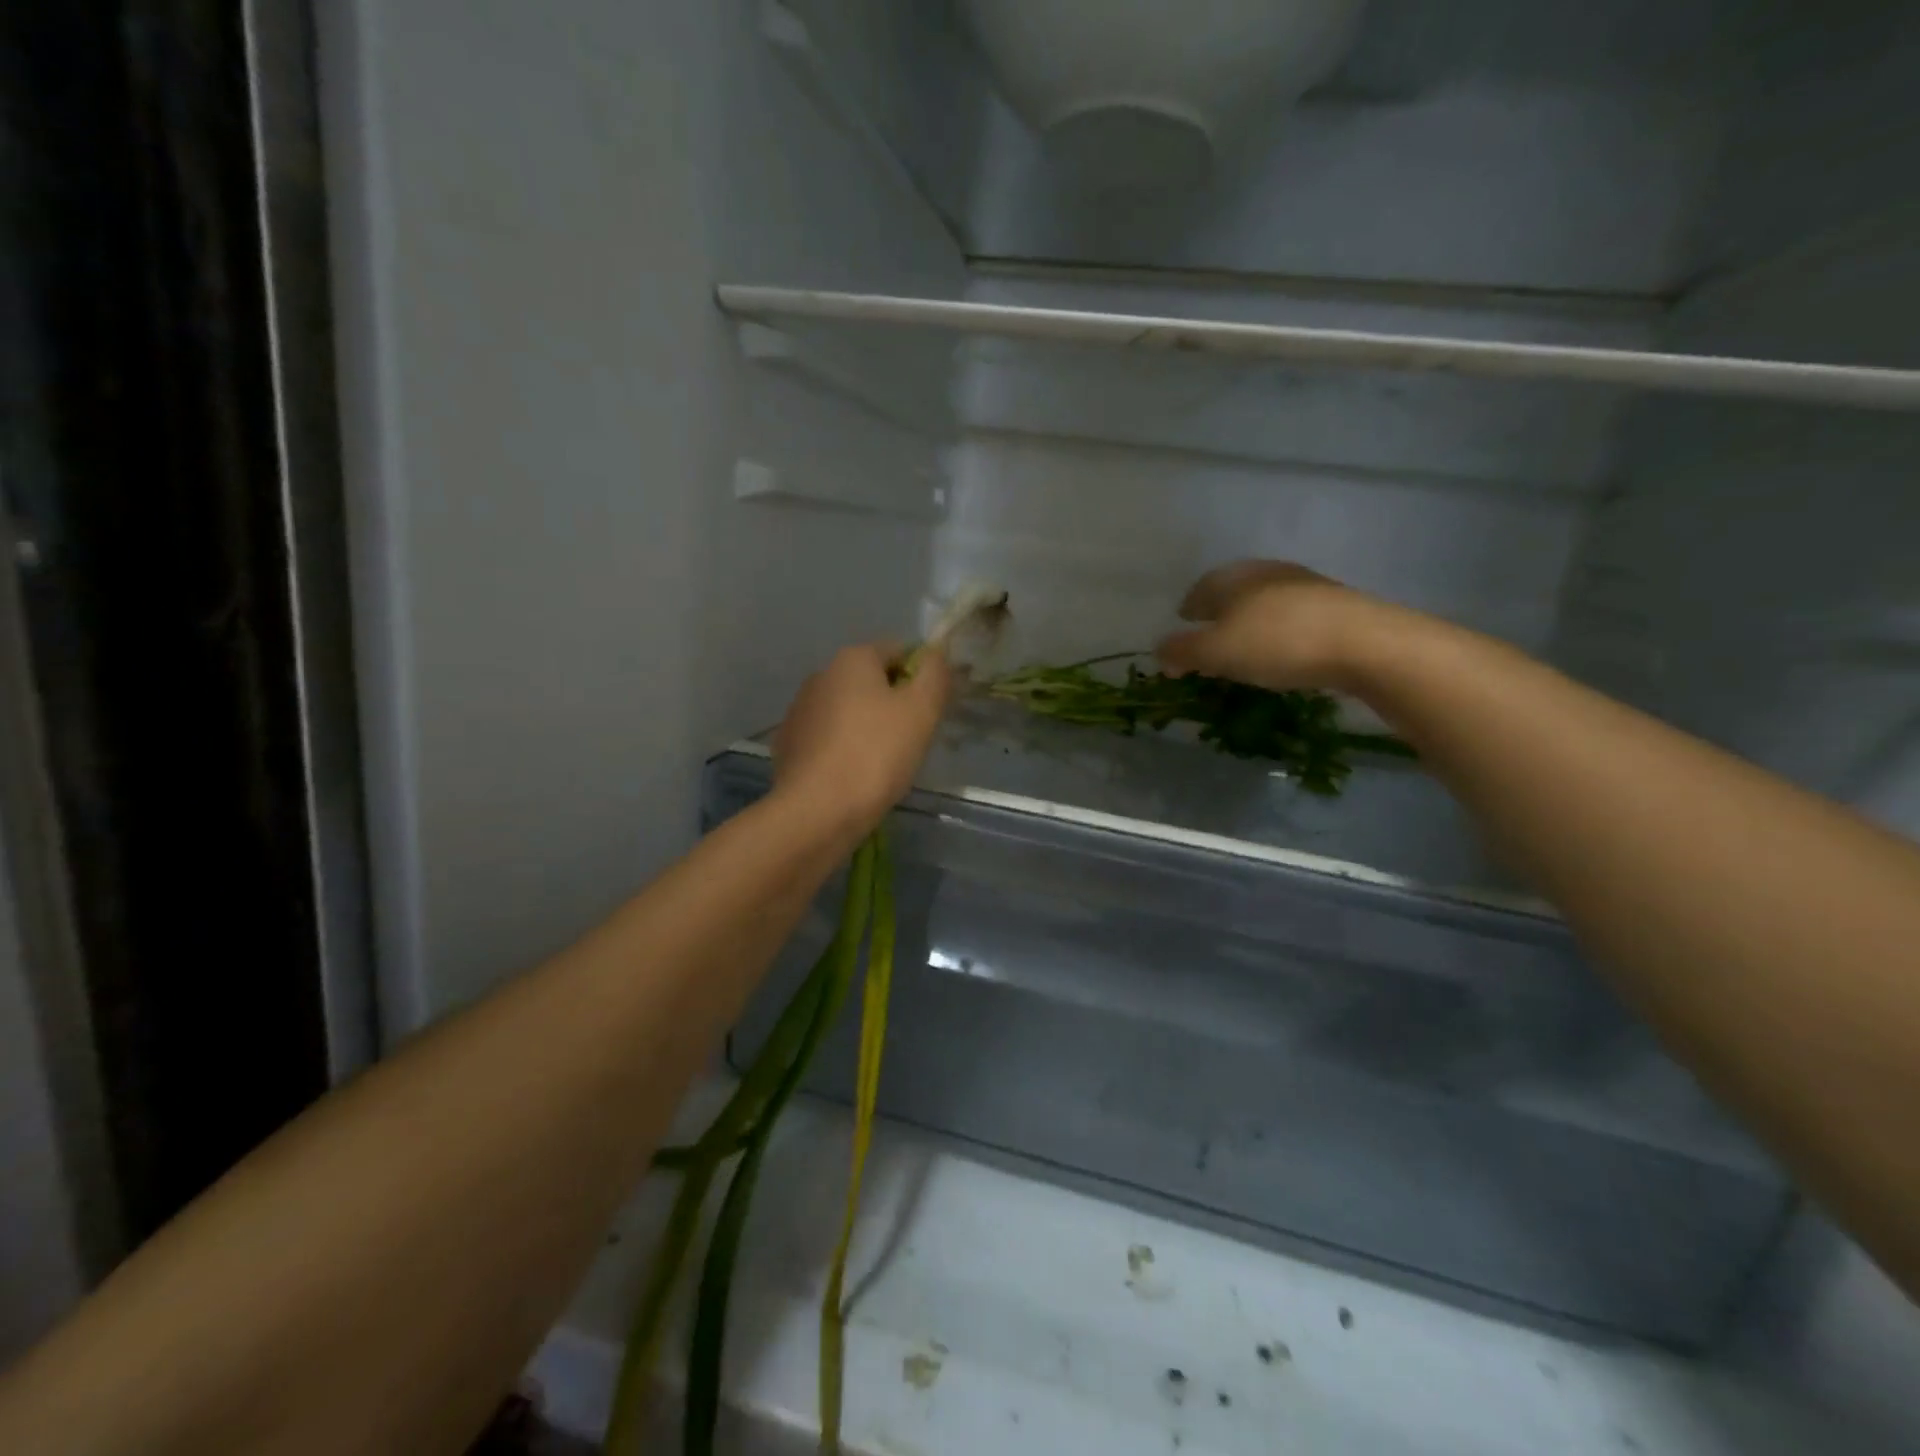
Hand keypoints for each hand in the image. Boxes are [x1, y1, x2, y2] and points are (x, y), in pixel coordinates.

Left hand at [773, 642, 952, 840]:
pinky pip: (828, 738)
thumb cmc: (877, 754)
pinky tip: (854, 776)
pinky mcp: (789, 744)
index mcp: (852, 659)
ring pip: (847, 711)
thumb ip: (934, 674)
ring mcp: (799, 711)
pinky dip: (843, 749)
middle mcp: (820, 676)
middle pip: (871, 681)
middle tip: (912, 739)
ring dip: (867, 727)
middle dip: (893, 703)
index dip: (920, 676)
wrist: (818, 810)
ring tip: (884, 763)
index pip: (898, 651)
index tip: (931, 710)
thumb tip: (936, 654)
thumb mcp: (922, 710)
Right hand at [1157, 561, 1399, 692]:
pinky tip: (1281, 651)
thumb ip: (1182, 652)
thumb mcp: (1216, 653)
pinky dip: (1278, 632)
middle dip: (1219, 613)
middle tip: (1209, 637)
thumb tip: (1159, 652)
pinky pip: (1293, 617)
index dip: (1189, 606)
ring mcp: (1307, 587)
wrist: (1364, 644)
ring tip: (1243, 648)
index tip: (1183, 621)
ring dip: (1250, 623)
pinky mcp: (1336, 607)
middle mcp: (1269, 574)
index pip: (1203, 587)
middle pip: (1235, 592)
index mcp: (1236, 578)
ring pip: (1265, 604)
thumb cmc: (1276, 643)